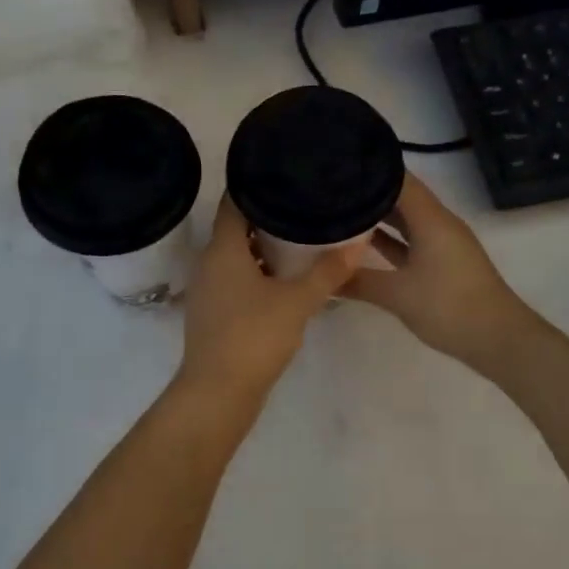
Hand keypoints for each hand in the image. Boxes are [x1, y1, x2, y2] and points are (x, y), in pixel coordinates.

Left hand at [177, 198, 359, 407]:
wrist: (218, 394)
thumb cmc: (254, 337)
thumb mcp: (298, 301)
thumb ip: (328, 271)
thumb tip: (359, 241)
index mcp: (223, 249)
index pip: (234, 201)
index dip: (255, 184)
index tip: (284, 173)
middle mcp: (209, 263)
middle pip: (236, 226)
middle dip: (267, 215)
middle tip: (303, 203)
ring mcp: (209, 289)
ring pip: (237, 255)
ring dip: (263, 246)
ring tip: (301, 236)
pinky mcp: (215, 312)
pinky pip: (236, 278)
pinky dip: (258, 271)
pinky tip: (286, 278)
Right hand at [345, 174, 535, 372]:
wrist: (498, 340)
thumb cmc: (449, 307)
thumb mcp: (398, 294)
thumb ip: (358, 281)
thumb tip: (323, 276)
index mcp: (431, 219)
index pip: (398, 179)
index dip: (370, 170)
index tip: (338, 166)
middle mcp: (438, 223)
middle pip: (401, 196)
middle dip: (368, 193)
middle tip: (330, 190)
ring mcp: (443, 243)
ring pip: (406, 220)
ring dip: (378, 217)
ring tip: (339, 212)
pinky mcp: (443, 263)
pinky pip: (411, 240)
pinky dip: (390, 240)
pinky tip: (363, 245)